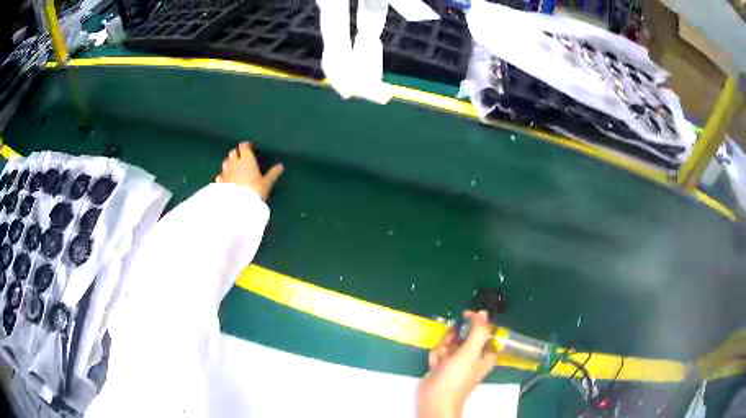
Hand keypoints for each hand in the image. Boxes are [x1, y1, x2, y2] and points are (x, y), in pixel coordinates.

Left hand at [216, 142, 283, 199]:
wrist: (239, 205)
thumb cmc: (255, 191)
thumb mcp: (267, 183)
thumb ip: (273, 173)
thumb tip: (281, 166)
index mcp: (246, 160)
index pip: (243, 146)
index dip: (246, 145)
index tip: (250, 148)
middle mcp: (234, 163)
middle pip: (233, 153)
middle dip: (237, 153)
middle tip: (242, 157)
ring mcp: (225, 172)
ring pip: (225, 162)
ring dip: (229, 162)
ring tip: (234, 167)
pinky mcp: (220, 183)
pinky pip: (220, 175)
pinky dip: (223, 175)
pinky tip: (225, 179)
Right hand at [416, 310, 496, 417]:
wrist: (435, 398)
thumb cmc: (457, 376)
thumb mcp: (471, 351)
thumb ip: (479, 331)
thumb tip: (483, 312)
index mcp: (486, 353)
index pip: (483, 330)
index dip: (474, 323)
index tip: (464, 317)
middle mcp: (473, 356)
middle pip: (463, 335)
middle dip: (452, 339)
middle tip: (449, 348)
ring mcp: (457, 361)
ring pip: (449, 343)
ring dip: (442, 349)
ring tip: (441, 362)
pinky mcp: (443, 366)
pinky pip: (439, 353)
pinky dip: (436, 357)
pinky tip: (434, 366)